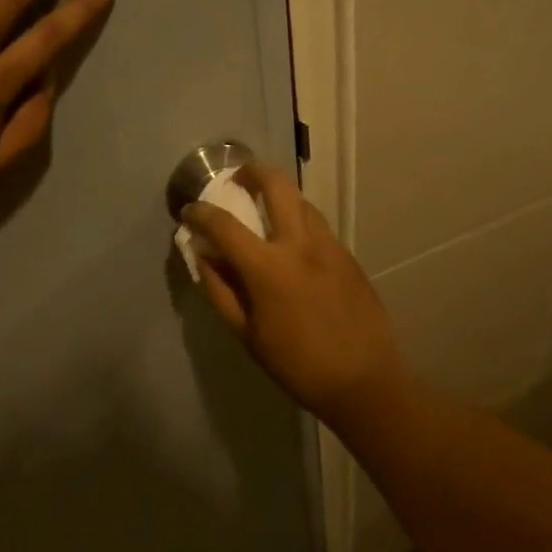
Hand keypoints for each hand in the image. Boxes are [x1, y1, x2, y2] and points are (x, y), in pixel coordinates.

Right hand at [182, 162, 410, 427]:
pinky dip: (298, 219)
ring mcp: (329, 246)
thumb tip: (203, 258)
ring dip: (278, 194)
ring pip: (302, 200)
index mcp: (268, 268)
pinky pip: (318, 224)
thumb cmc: (296, 363)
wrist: (363, 380)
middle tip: (237, 179)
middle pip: (276, 185)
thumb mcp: (247, 334)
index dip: (200, 214)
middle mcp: (300, 244)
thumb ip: (220, 291)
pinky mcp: (347, 255)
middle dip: (251, 172)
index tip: (188, 212)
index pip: (224, 225)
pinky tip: (291, 241)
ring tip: (264, 207)